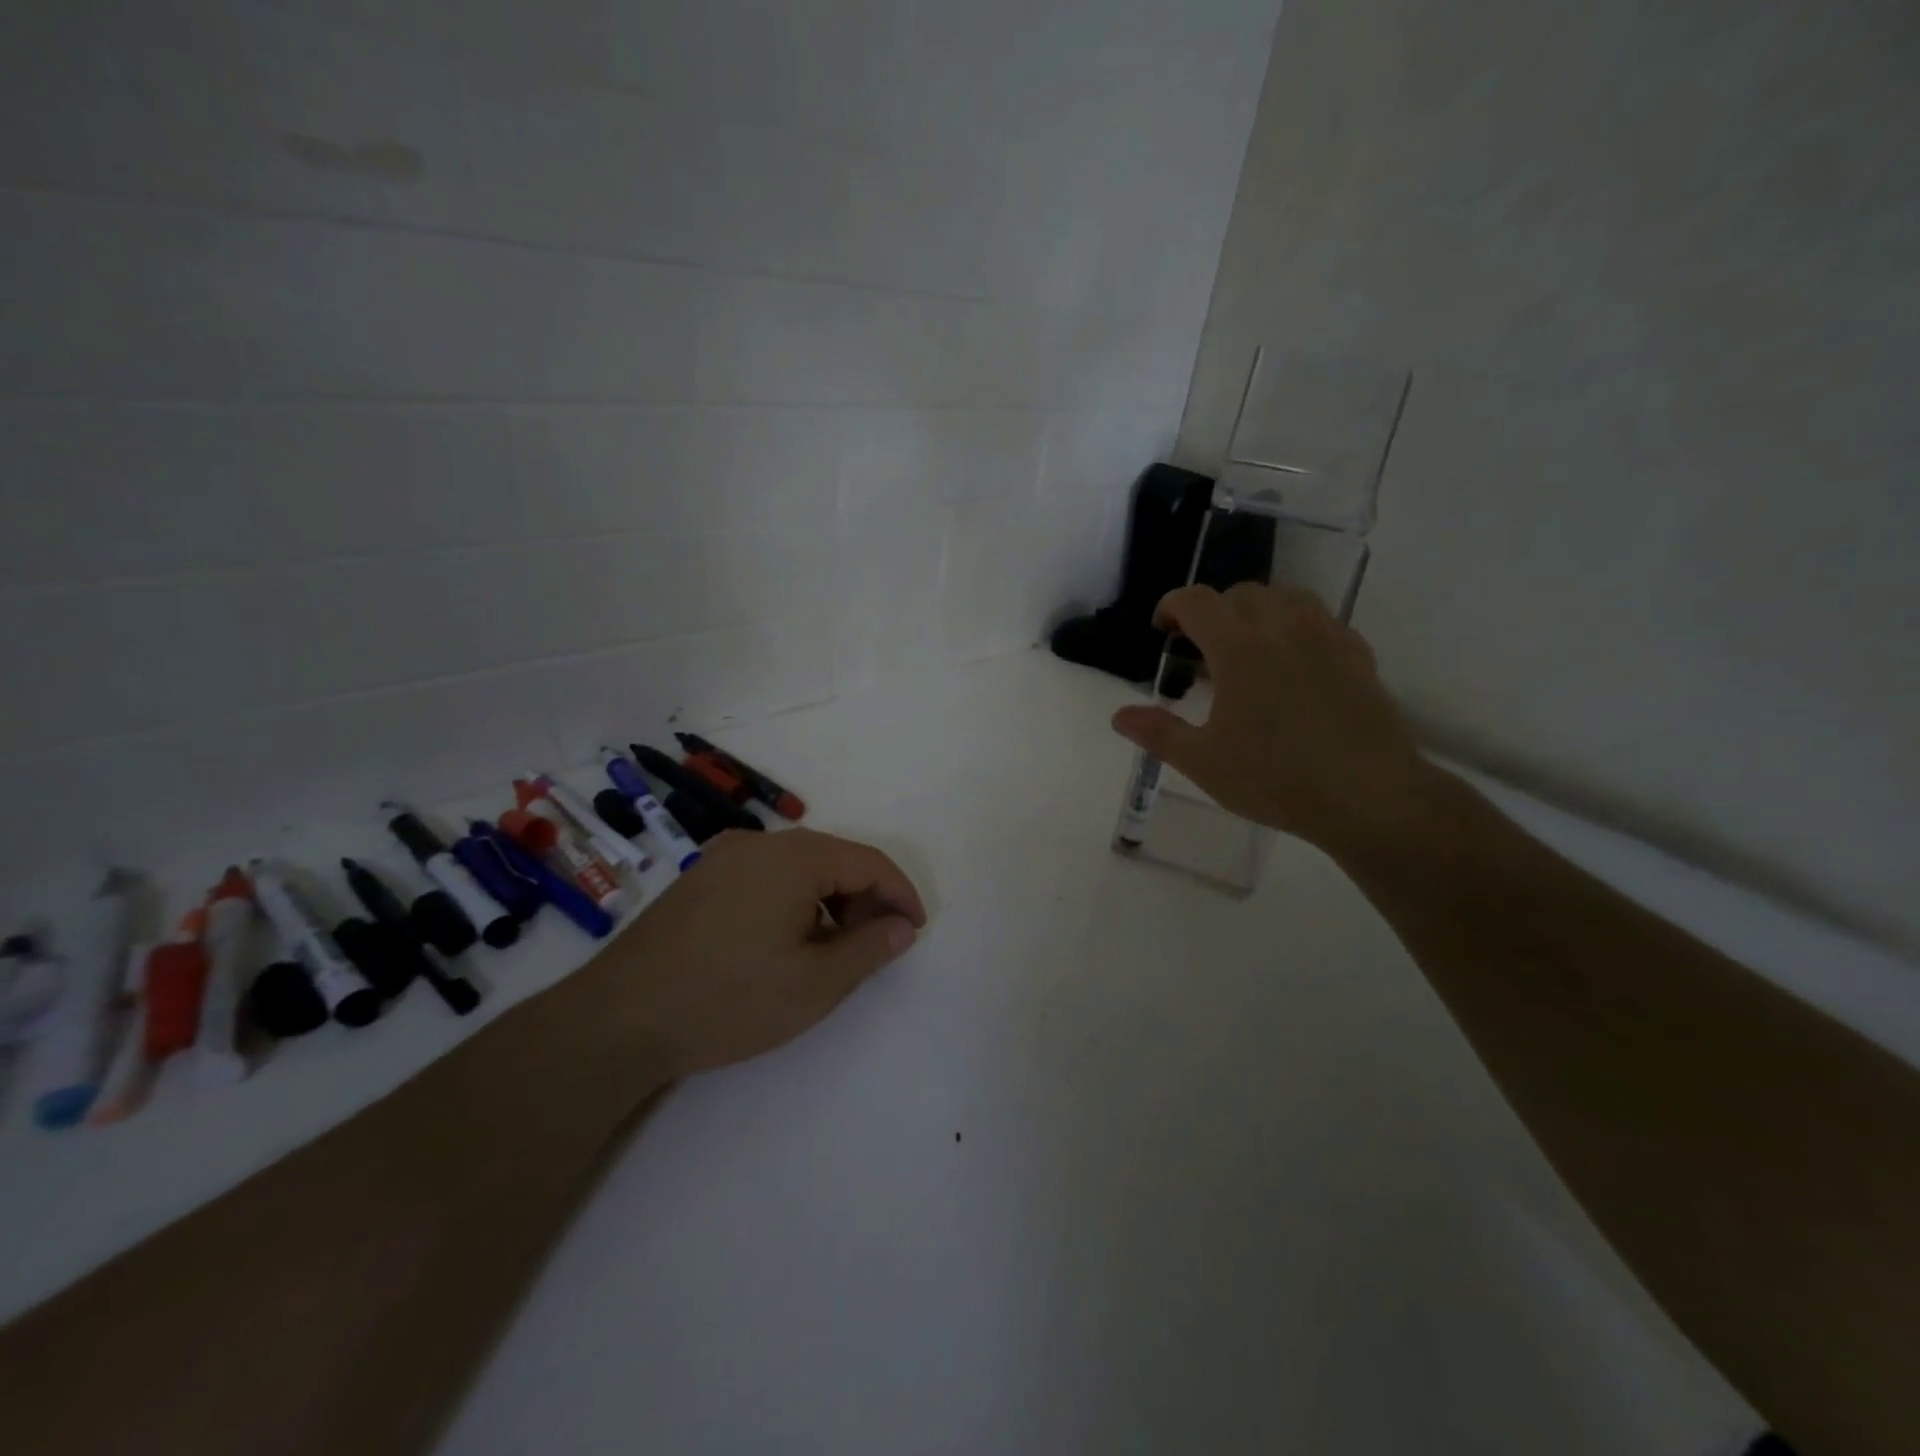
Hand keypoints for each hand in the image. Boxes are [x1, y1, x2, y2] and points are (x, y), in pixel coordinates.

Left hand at [610, 828, 926, 1075]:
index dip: (900, 894)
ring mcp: (722, 858)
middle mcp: (759, 843)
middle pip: (833, 860)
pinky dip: (793, 904)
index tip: (914, 932)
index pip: (868, 861)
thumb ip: (870, 948)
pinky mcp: (699, 881)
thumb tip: (901, 927)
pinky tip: (786, 944)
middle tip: (877, 946)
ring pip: (798, 870)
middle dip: (865, 900)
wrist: (618, 1020)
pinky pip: (765, 879)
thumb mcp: (816, 982)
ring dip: (828, 903)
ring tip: (833, 951)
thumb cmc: (730, 998)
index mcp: (794, 855)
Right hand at [1110, 583, 1437, 856]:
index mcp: (1239, 650)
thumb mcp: (1203, 762)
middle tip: (1202, 648)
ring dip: (1259, 610)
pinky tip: (1295, 665)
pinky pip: (1323, 622)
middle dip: (1214, 610)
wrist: (1369, 796)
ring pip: (1288, 598)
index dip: (1171, 606)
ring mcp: (1327, 639)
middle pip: (1242, 593)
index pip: (1197, 602)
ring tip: (1249, 647)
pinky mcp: (1359, 657)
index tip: (1161, 629)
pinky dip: (1298, 628)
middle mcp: (1283, 630)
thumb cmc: (1276, 778)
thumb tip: (1120, 716)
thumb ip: (1158, 733)